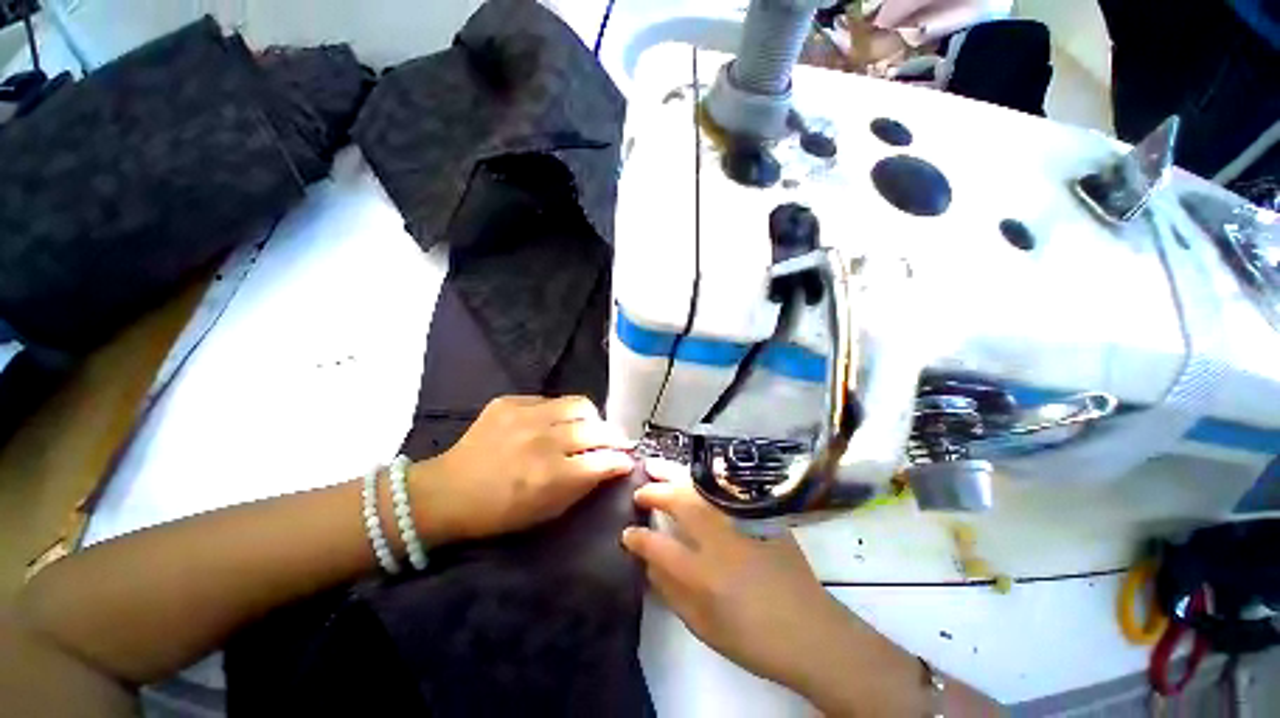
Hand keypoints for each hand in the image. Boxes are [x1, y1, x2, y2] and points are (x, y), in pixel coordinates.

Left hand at [411, 396, 633, 543]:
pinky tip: (556, 422)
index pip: (603, 460)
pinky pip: (550, 399)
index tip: (627, 460)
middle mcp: (543, 441)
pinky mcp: (510, 402)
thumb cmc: (499, 512)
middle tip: (615, 441)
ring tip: (590, 426)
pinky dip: (561, 411)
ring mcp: (525, 416)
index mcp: (550, 475)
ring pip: (578, 405)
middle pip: (596, 429)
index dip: (621, 459)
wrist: (447, 491)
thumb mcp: (546, 511)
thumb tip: (612, 465)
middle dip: (614, 436)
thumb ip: (583, 486)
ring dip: (591, 417)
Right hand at [620, 461, 863, 695]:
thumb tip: (648, 562)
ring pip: (700, 488)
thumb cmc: (753, 637)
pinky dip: (701, 477)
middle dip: (654, 491)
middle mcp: (721, 540)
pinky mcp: (759, 514)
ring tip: (655, 465)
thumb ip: (671, 591)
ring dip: (674, 474)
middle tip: (639, 488)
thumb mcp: (703, 626)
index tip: (626, 531)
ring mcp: (742, 521)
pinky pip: (724, 487)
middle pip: (680, 502)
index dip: (637, 537)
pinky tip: (691, 474)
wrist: (811, 631)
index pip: (658, 546)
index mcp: (704, 574)